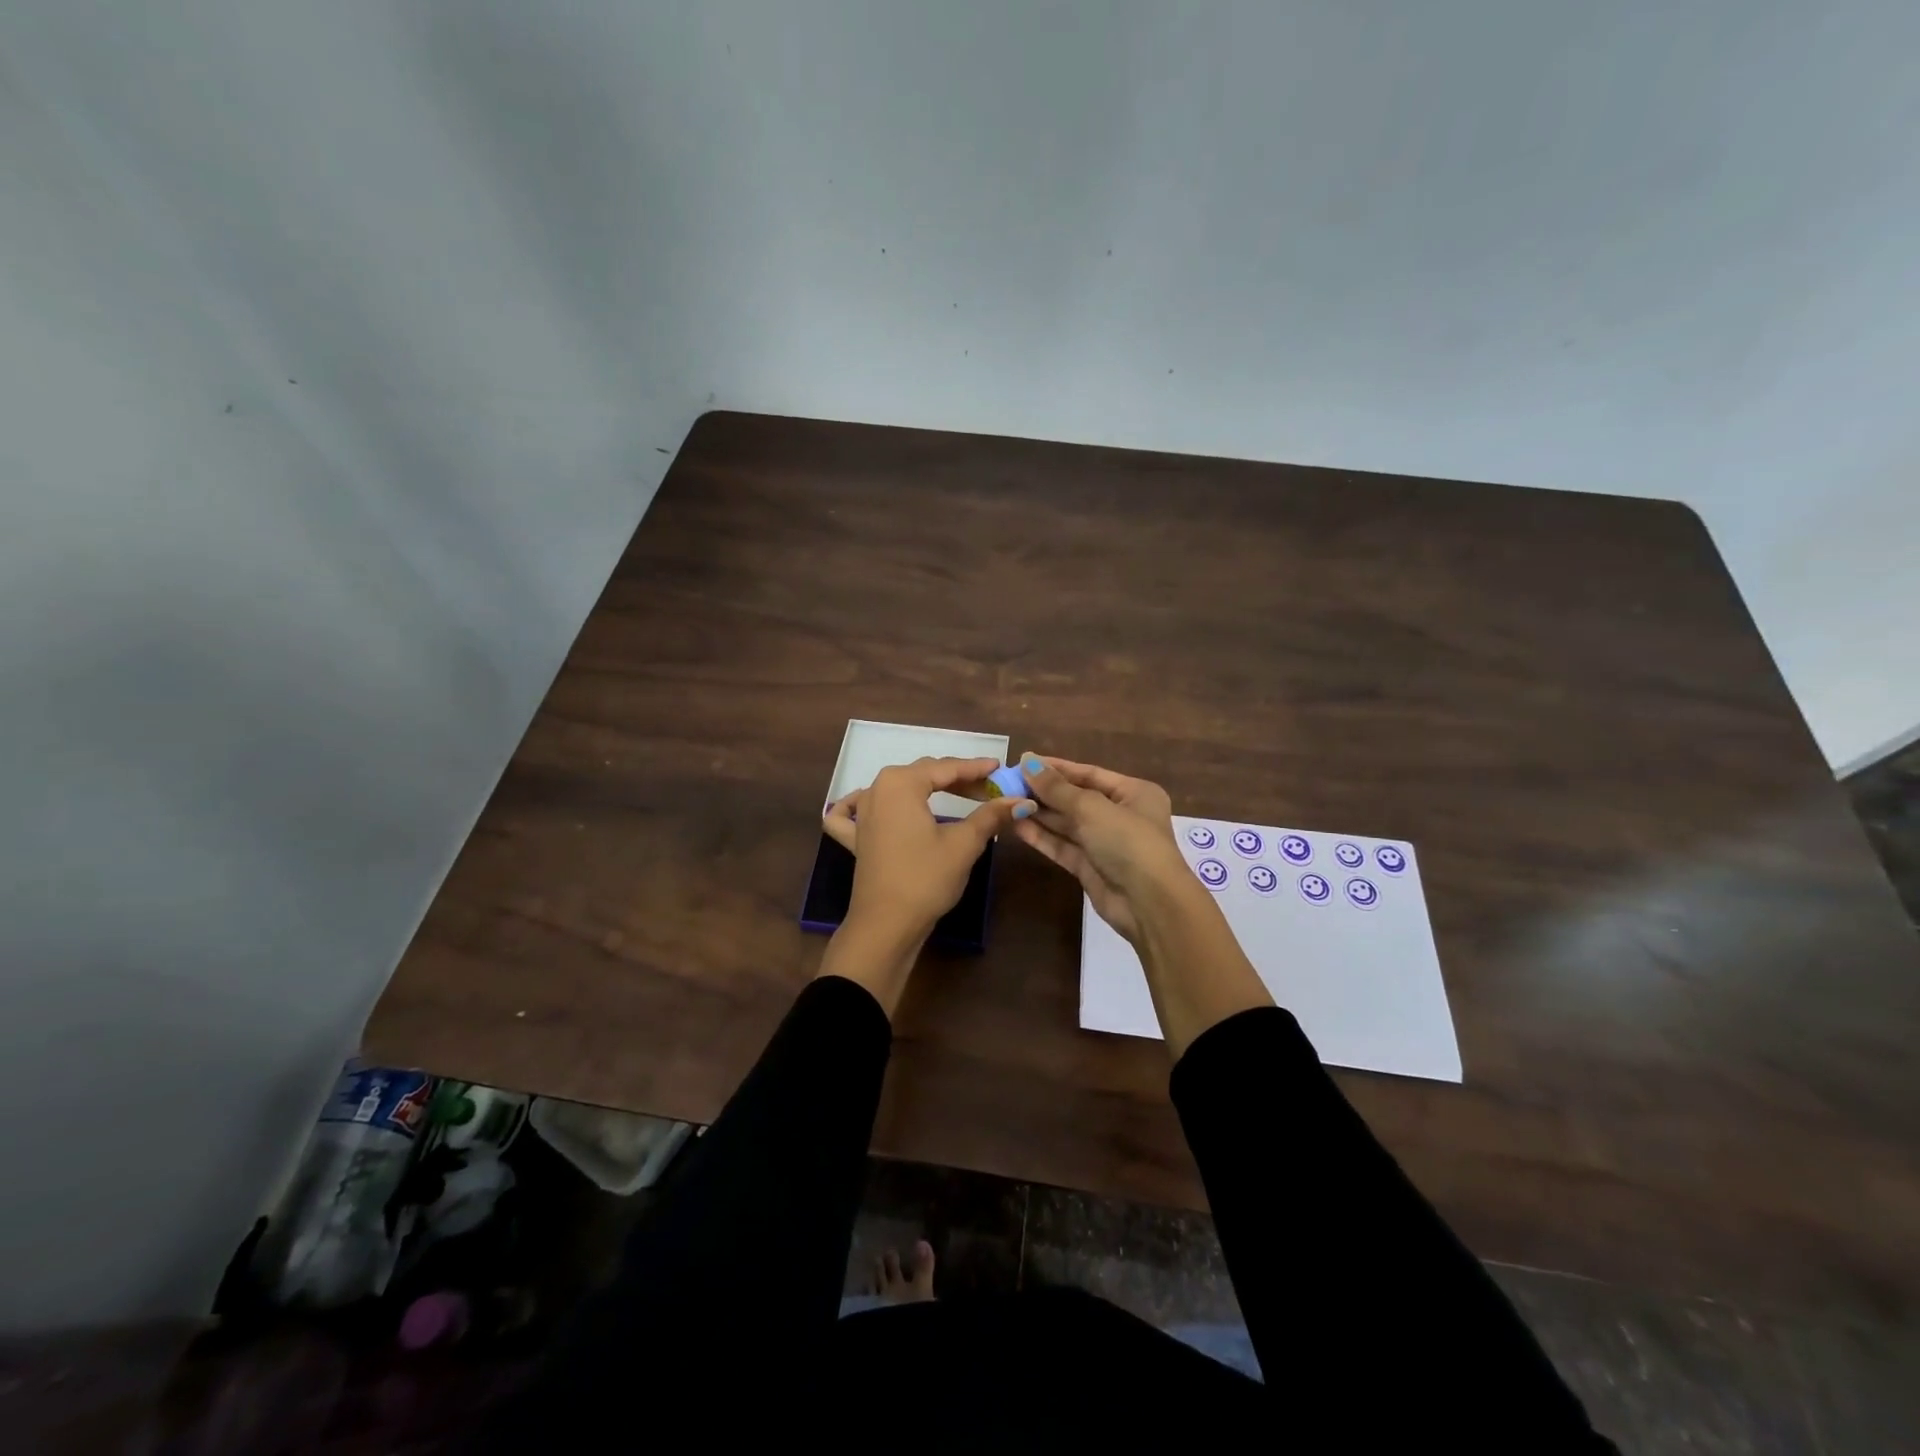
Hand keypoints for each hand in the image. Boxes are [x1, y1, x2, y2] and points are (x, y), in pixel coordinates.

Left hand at [818, 757, 1031, 1012]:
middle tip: (990, 790)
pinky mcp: (856, 837)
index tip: (1000, 769)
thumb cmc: (926, 878)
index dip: (976, 768)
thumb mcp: (964, 844)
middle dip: (958, 780)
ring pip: (898, 789)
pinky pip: (854, 811)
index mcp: (901, 783)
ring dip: (927, 789)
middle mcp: (877, 789)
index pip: (946, 768)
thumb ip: (990, 816)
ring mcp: (862, 813)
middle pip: (923, 775)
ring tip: (958, 796)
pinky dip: (864, 804)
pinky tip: (873, 803)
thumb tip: (1021, 801)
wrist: (887, 925)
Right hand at [1009, 753, 1187, 943]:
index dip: (1056, 768)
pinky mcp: (1090, 868)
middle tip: (1008, 784)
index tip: (1023, 762)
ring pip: (1067, 824)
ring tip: (1006, 802)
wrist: (1149, 904)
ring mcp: (1104, 843)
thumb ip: (1057, 788)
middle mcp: (1120, 815)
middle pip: (1076, 798)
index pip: (1089, 773)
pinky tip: (1017, 825)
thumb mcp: (1092, 808)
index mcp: (1133, 793)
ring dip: (1039, 814)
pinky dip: (1042, 837)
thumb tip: (1027, 761)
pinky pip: (1063, 846)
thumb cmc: (1128, 842)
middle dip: (1044, 792)